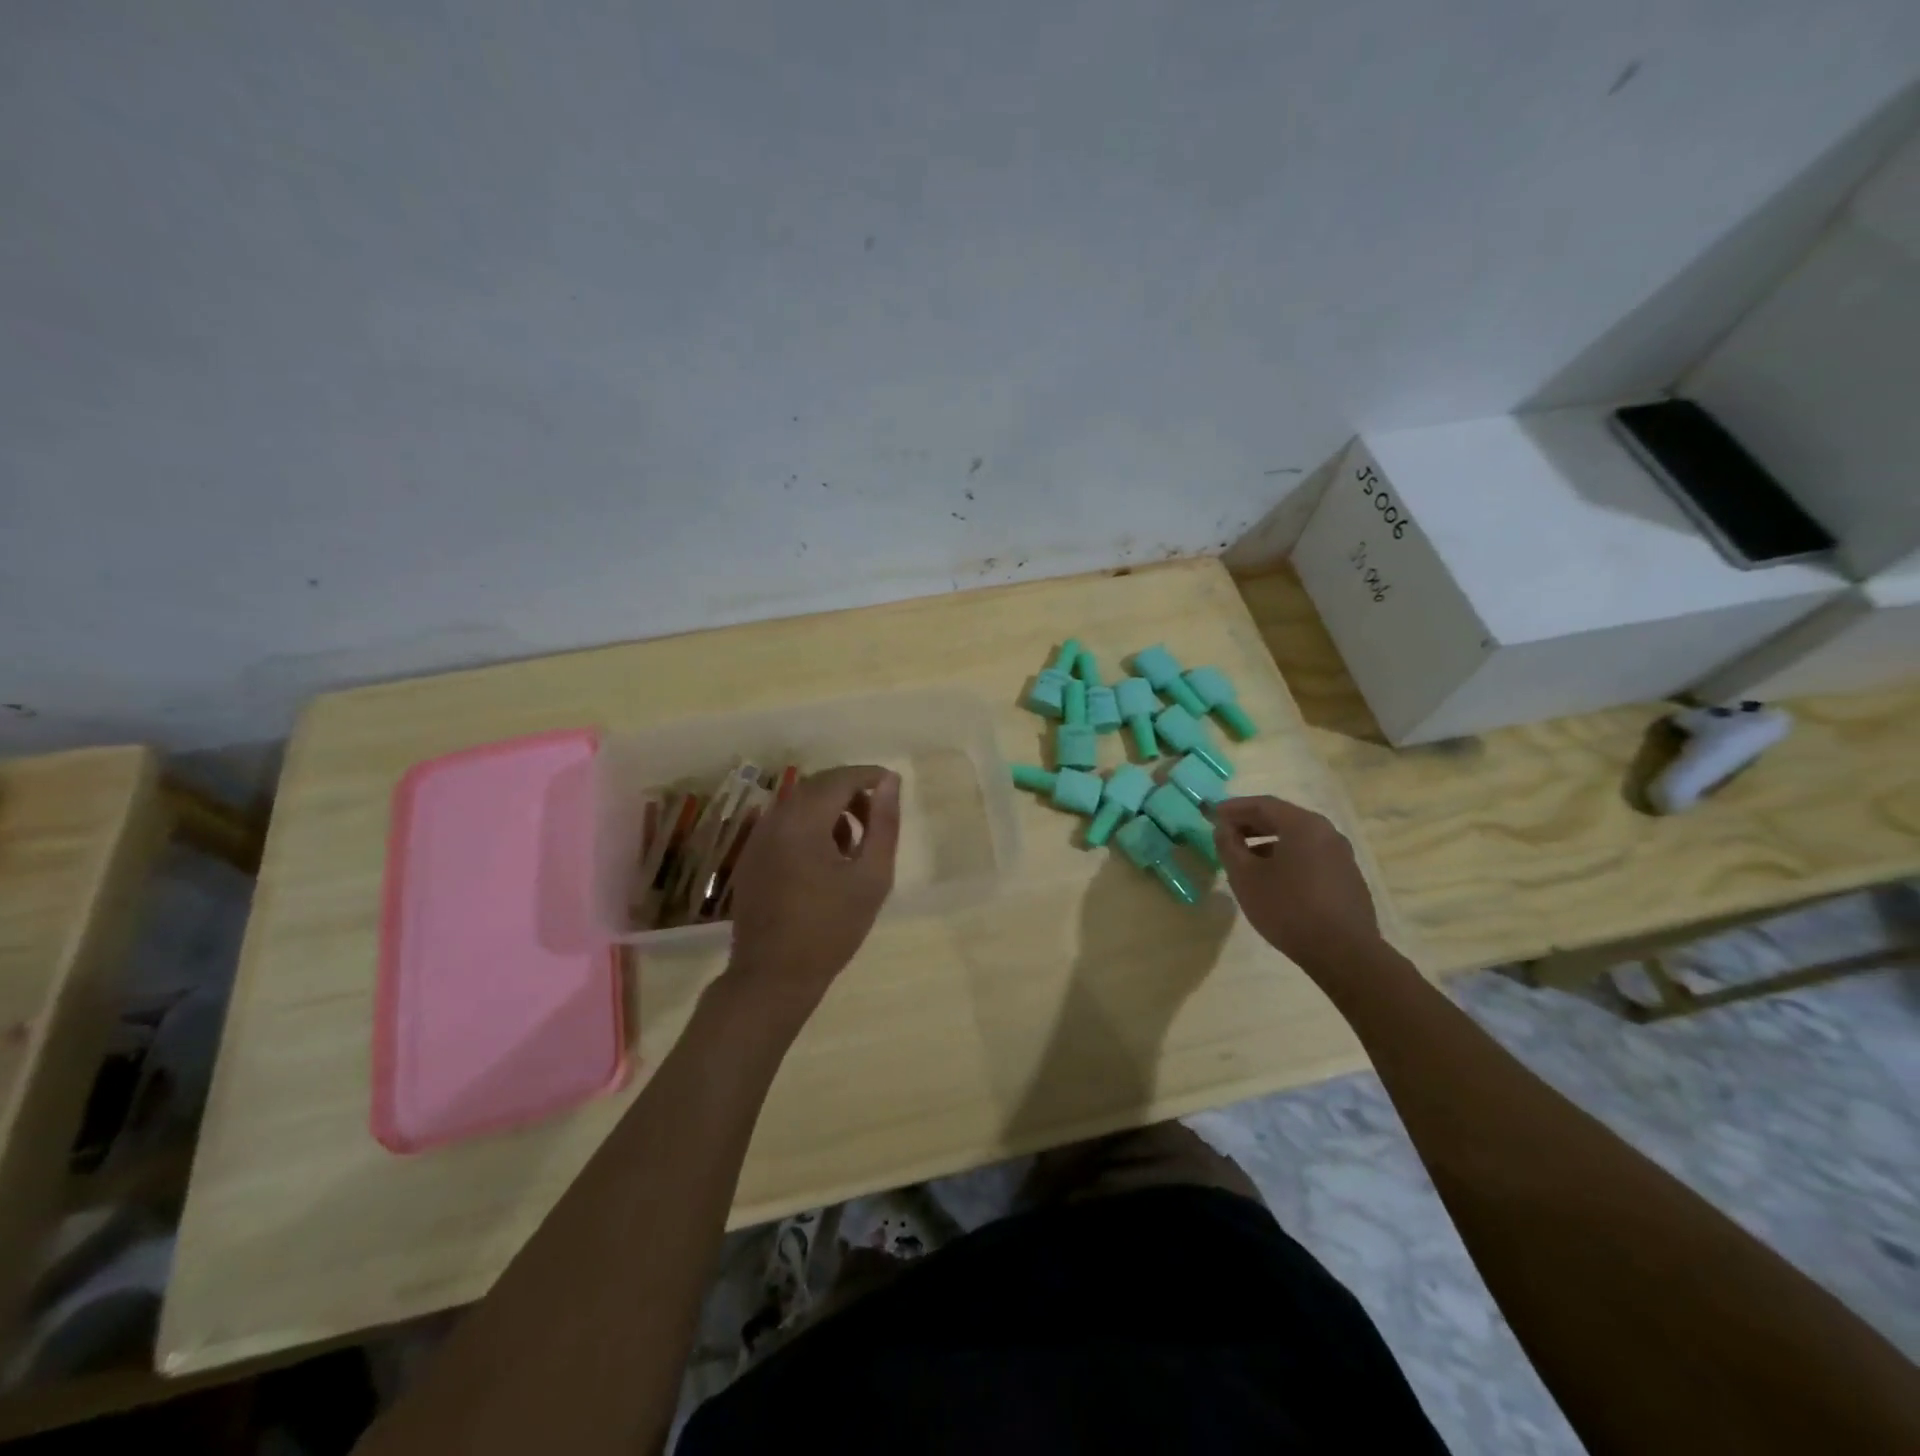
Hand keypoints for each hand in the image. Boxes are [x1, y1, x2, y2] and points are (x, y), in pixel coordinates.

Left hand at [725, 765, 900, 1010]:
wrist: (773, 976)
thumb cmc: (831, 928)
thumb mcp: (871, 877)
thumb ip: (884, 824)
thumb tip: (891, 781)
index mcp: (803, 820)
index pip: (841, 778)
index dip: (870, 776)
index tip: (893, 786)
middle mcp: (775, 819)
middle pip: (818, 786)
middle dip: (851, 793)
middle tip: (878, 818)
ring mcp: (758, 838)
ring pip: (799, 804)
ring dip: (830, 810)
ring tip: (855, 844)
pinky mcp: (751, 857)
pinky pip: (784, 825)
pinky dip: (809, 827)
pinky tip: (826, 860)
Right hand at [1214, 796, 1382, 975]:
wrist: (1344, 953)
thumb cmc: (1288, 908)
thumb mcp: (1245, 877)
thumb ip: (1228, 846)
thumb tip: (1223, 828)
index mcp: (1303, 825)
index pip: (1262, 804)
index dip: (1233, 807)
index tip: (1211, 814)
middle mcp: (1326, 832)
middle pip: (1282, 818)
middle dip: (1250, 823)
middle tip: (1225, 832)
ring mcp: (1341, 855)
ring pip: (1297, 838)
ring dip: (1267, 842)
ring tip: (1244, 859)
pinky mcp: (1347, 877)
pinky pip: (1310, 856)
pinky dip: (1286, 857)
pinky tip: (1272, 878)